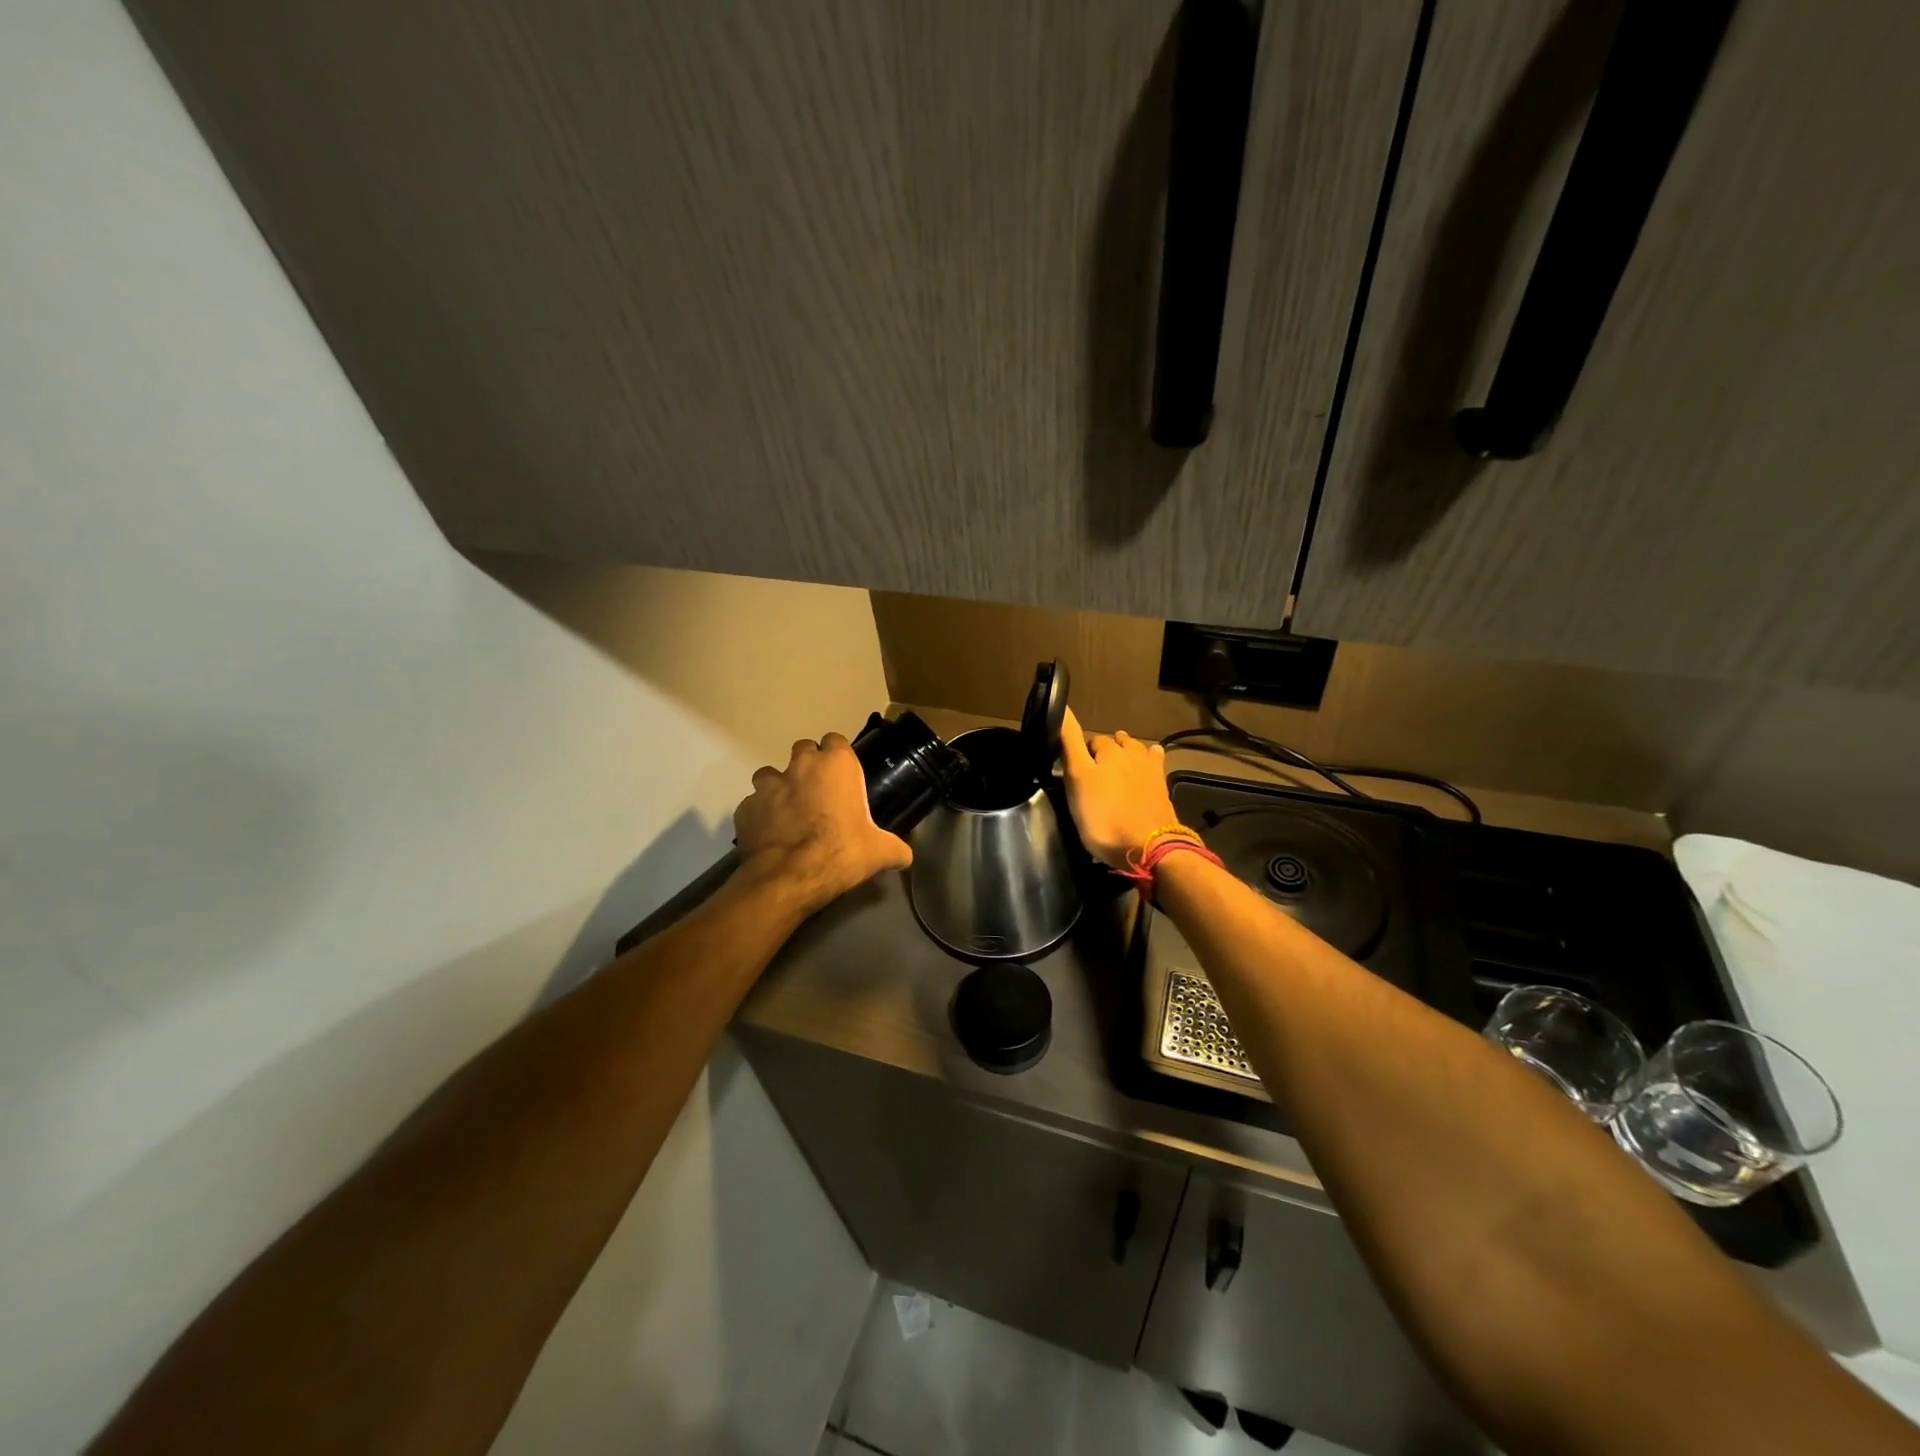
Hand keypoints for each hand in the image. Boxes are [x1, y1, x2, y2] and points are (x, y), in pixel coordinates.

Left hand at [734, 733, 911, 912]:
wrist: (790, 877)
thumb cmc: (842, 852)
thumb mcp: (880, 852)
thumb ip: (896, 849)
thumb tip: (906, 857)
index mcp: (836, 765)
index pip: (836, 741)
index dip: (838, 757)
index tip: (843, 776)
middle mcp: (801, 765)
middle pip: (802, 750)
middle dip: (808, 766)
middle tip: (818, 792)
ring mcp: (768, 785)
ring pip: (770, 774)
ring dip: (779, 787)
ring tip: (789, 812)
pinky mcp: (745, 808)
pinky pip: (753, 805)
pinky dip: (760, 815)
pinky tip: (770, 834)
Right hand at [1059, 708, 1181, 869]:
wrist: (1149, 848)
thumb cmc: (1104, 816)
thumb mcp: (1077, 780)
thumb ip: (1070, 744)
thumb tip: (1063, 708)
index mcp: (1109, 751)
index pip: (1090, 740)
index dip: (1080, 751)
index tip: (1073, 766)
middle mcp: (1132, 754)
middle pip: (1116, 743)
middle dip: (1105, 750)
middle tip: (1093, 769)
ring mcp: (1151, 771)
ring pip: (1137, 751)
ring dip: (1127, 752)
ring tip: (1117, 764)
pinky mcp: (1163, 790)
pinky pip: (1155, 766)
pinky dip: (1149, 762)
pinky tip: (1145, 770)